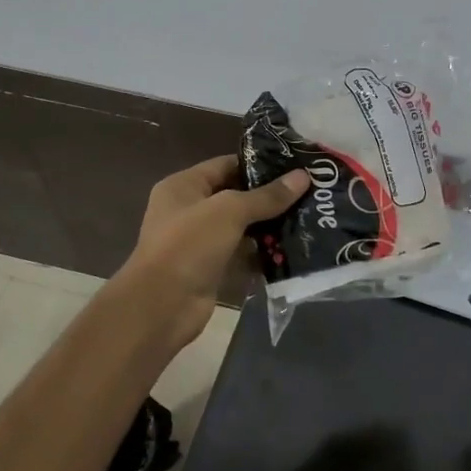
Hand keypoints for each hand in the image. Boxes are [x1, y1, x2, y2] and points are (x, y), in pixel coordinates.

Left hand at [114, 155, 307, 353]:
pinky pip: (242, 255)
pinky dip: (263, 254)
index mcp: (183, 186)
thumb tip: (303, 177)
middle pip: (236, 197)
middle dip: (270, 197)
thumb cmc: (189, 245)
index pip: (226, 165)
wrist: (162, 306)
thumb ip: (266, 196)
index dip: (259, 164)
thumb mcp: (230, 211)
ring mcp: (200, 242)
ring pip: (242, 228)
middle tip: (308, 193)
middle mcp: (189, 211)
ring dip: (270, 226)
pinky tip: (293, 249)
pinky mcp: (211, 269)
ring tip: (308, 218)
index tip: (295, 166)